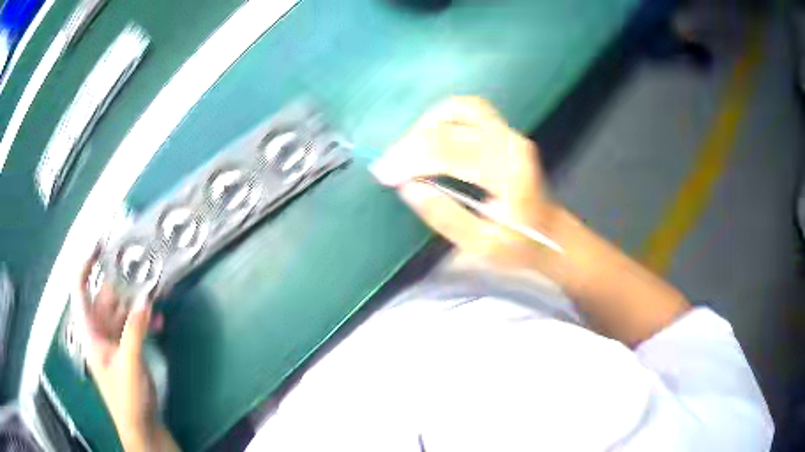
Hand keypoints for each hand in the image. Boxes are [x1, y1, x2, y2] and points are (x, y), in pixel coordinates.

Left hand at [74, 248, 168, 450]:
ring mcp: (114, 340)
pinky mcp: (128, 349)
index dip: (85, 266)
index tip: (99, 246)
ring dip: (137, 305)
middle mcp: (99, 331)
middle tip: (142, 271)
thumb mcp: (129, 365)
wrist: (141, 426)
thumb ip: (135, 331)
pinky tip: (159, 323)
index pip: (80, 291)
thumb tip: (145, 299)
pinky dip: (145, 322)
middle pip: (106, 297)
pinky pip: (134, 327)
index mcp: (90, 332)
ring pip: (123, 311)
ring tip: (156, 298)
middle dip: (122, 285)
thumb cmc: (127, 398)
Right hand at [371, 96, 559, 266]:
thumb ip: (446, 217)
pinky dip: (441, 118)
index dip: (410, 159)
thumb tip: (408, 188)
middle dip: (411, 143)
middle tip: (389, 165)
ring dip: (426, 124)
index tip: (383, 175)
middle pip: (450, 125)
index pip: (449, 151)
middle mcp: (509, 143)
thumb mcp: (482, 246)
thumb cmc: (518, 246)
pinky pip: (466, 110)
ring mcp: (509, 132)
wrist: (551, 234)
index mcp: (508, 173)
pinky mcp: (504, 130)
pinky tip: (427, 136)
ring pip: (459, 108)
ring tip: (407, 149)